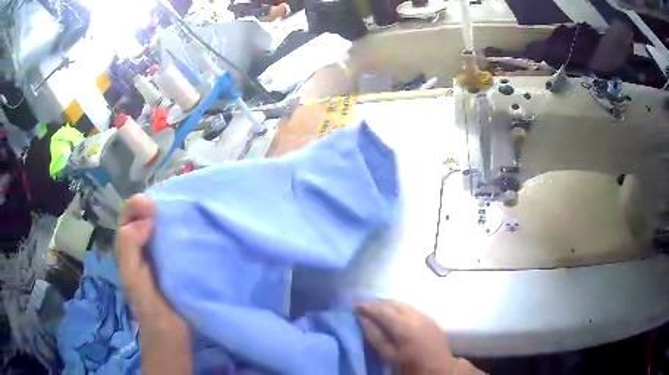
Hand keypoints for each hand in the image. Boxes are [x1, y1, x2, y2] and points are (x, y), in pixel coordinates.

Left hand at [117, 195, 183, 327]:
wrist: (171, 329)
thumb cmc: (147, 303)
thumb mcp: (130, 274)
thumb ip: (129, 244)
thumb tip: (149, 217)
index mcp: (128, 245)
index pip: (129, 214)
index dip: (138, 205)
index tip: (153, 208)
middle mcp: (143, 243)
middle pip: (146, 214)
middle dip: (157, 203)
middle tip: (173, 201)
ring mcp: (162, 250)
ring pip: (163, 223)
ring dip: (172, 213)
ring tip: (186, 206)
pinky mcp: (179, 258)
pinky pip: (179, 236)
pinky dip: (184, 227)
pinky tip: (194, 224)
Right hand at [356, 300, 472, 374]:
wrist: (439, 371)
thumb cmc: (411, 367)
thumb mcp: (390, 356)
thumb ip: (376, 337)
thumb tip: (362, 319)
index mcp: (406, 327)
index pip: (383, 310)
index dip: (367, 305)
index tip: (353, 303)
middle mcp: (417, 316)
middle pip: (394, 303)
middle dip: (377, 303)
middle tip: (362, 306)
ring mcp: (427, 316)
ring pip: (404, 304)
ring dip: (388, 304)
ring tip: (375, 310)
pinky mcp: (431, 319)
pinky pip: (412, 308)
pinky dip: (399, 308)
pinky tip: (393, 315)